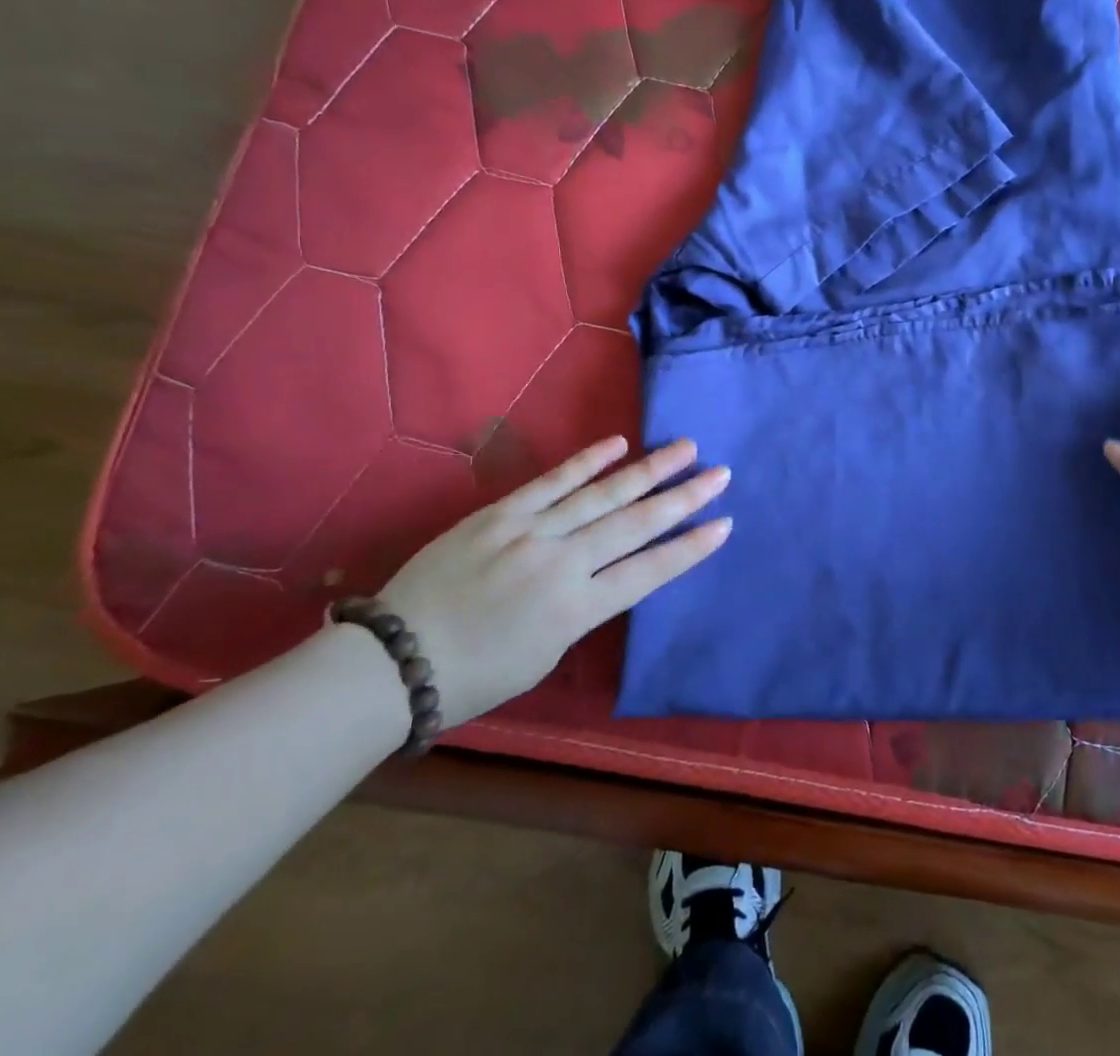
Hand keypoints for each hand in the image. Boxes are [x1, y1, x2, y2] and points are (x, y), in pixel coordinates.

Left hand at [379, 437, 729, 725]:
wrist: (395, 659)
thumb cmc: (475, 675)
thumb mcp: (545, 655)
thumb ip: (583, 609)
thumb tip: (605, 572)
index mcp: (578, 611)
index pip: (650, 572)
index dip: (691, 547)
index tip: (724, 523)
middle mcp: (564, 564)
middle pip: (636, 524)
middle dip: (684, 498)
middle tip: (720, 473)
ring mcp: (531, 532)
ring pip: (603, 494)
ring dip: (649, 470)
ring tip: (685, 448)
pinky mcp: (501, 513)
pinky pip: (552, 481)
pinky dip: (588, 461)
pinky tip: (618, 443)